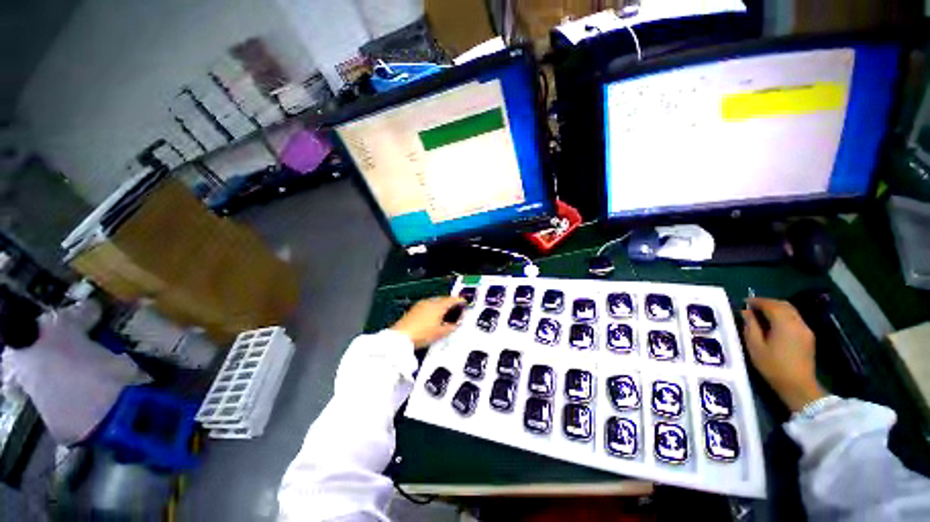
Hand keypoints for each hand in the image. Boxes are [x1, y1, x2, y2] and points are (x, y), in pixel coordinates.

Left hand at [391, 296, 464, 348]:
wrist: (401, 337)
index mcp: (438, 306)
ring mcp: (421, 304)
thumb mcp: (440, 333)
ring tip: (445, 314)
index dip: (460, 301)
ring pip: (435, 301)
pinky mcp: (415, 308)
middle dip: (451, 303)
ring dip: (442, 305)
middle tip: (456, 308)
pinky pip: (428, 305)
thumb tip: (456, 324)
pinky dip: (434, 308)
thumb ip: (451, 327)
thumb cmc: (421, 334)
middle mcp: (430, 302)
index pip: (453, 300)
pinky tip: (433, 316)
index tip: (464, 302)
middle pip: (444, 299)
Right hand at [741, 298, 826, 412]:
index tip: (744, 302)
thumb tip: (746, 312)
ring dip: (776, 309)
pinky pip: (795, 319)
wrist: (798, 385)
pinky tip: (774, 324)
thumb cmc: (773, 366)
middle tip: (752, 307)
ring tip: (761, 315)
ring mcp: (805, 329)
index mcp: (784, 323)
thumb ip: (750, 326)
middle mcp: (797, 322)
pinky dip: (783, 316)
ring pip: (791, 311)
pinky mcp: (808, 336)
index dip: (757, 301)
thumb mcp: (755, 346)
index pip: (770, 304)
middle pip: (783, 305)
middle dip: (768, 303)